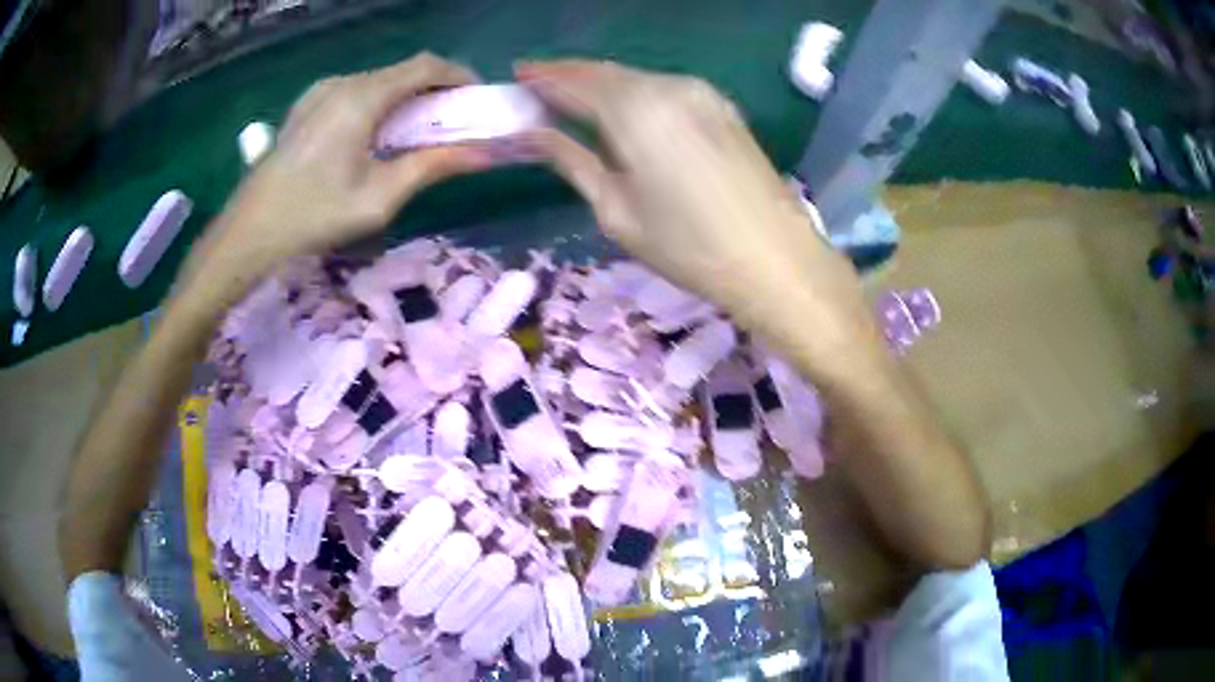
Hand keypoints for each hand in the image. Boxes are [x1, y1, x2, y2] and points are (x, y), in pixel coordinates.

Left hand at [206, 53, 490, 272]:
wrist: (249, 231)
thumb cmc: (313, 216)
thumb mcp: (378, 198)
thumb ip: (431, 167)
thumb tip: (483, 154)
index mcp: (362, 99)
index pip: (425, 66)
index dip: (458, 76)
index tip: (476, 100)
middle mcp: (343, 83)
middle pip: (402, 71)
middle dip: (434, 91)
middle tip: (449, 124)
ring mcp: (321, 91)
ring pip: (379, 81)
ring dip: (405, 98)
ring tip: (413, 134)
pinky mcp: (307, 105)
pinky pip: (355, 91)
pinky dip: (378, 104)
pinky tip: (374, 137)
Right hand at [514, 60, 863, 335]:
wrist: (776, 259)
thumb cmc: (688, 246)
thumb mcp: (616, 209)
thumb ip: (572, 160)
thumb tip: (536, 134)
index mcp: (634, 110)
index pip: (574, 81)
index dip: (542, 78)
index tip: (517, 77)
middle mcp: (667, 86)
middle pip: (605, 72)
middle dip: (568, 75)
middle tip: (538, 85)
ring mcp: (700, 92)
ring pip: (636, 77)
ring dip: (601, 83)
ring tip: (573, 98)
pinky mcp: (721, 106)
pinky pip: (664, 88)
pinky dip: (634, 92)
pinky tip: (623, 110)